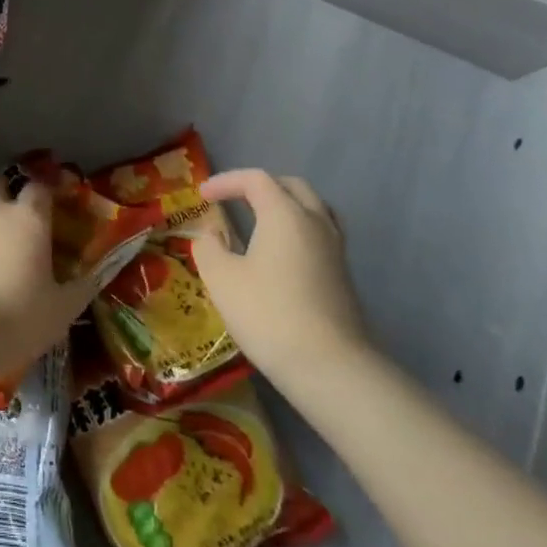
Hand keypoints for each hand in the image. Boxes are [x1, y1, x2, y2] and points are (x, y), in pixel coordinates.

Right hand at [191, 169, 371, 379]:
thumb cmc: (268, 314)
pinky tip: (283, 254)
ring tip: (262, 221)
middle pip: (290, 186)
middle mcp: (314, 222)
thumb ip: (209, 247)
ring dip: (285, 205)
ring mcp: (335, 248)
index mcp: (284, 214)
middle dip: (260, 187)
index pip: (255, 179)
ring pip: (313, 208)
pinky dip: (298, 229)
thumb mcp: (222, 279)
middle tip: (234, 201)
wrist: (329, 366)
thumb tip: (211, 235)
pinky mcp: (343, 275)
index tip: (203, 195)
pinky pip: (320, 233)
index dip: (226, 181)